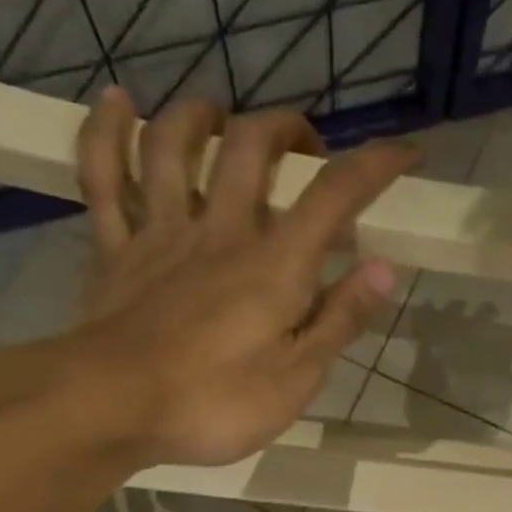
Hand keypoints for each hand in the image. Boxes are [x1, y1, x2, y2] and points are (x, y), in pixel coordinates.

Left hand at [61, 88, 417, 465]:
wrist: (110, 409)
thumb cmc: (215, 403)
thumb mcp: (297, 378)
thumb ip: (340, 320)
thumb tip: (385, 269)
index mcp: (275, 264)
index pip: (335, 195)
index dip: (376, 165)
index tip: (407, 152)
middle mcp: (221, 230)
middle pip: (251, 146)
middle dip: (287, 129)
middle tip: (307, 149)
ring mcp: (161, 233)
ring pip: (174, 145)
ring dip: (201, 116)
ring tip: (222, 117)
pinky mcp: (115, 250)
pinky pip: (103, 176)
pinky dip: (106, 132)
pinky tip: (117, 102)